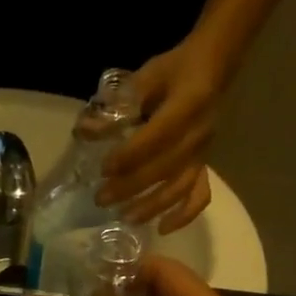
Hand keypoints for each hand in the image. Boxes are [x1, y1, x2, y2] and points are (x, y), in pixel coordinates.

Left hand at [97, 40, 227, 231]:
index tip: (103, 168)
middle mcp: (198, 135)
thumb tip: (83, 131)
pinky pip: (199, 195)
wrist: (212, 67)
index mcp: (187, 106)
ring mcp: (203, 153)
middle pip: (164, 168)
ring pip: (179, 187)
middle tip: (101, 198)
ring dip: (151, 206)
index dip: (130, 155)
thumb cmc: (174, 70)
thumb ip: (116, 106)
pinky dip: (183, 215)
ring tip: (124, 217)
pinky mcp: (204, 164)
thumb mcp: (145, 78)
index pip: (157, 137)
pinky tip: (162, 228)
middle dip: (130, 186)